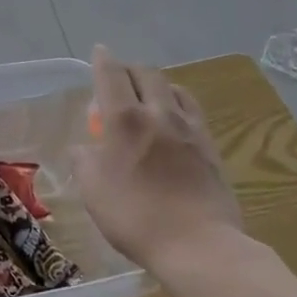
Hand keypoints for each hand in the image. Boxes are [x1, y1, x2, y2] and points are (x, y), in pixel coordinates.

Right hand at [79, 45, 243, 270]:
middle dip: (129, 69)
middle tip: (119, 78)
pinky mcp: (210, 146)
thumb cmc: (135, 217)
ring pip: (173, 88)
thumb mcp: (93, 191)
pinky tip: (174, 119)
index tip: (99, 51)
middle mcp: (158, 113)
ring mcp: (189, 128)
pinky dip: (178, 103)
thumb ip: (85, 161)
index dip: (103, 60)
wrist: (199, 245)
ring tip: (149, 96)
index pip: (112, 75)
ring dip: (157, 84)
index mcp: (125, 119)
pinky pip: (192, 110)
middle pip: (145, 74)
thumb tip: (86, 148)